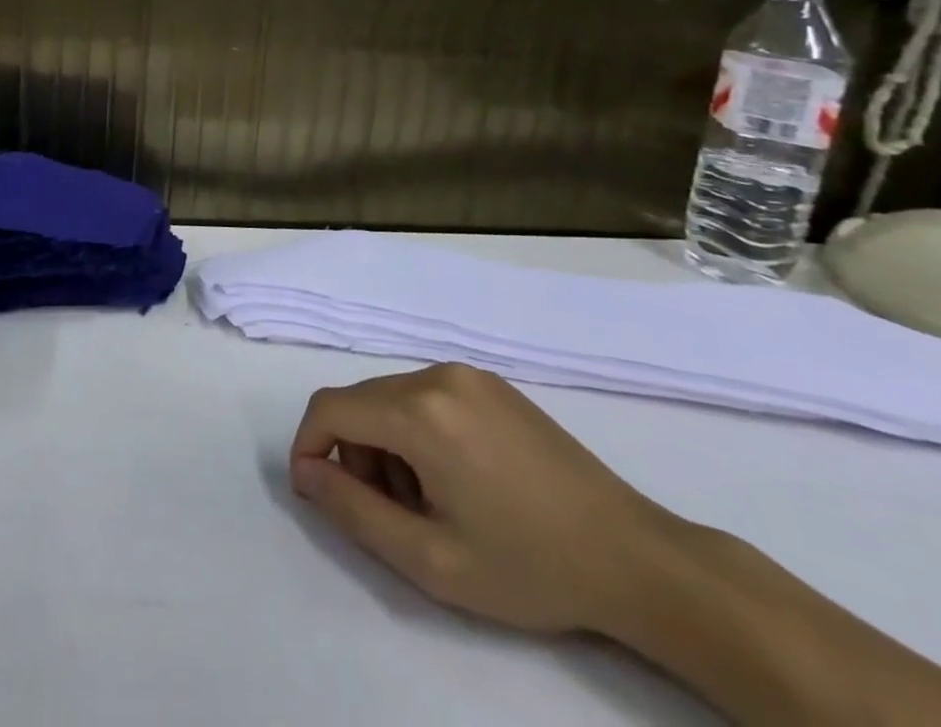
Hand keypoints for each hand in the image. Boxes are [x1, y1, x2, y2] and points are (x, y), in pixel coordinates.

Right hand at [290, 364, 684, 635]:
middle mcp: (436, 375)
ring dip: (386, 444)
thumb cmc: (529, 566)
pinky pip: (426, 395)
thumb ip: (354, 510)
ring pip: (391, 397)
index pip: (330, 408)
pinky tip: (457, 477)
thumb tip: (306, 471)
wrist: (635, 557)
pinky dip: (417, 430)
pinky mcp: (491, 383)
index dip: (308, 445)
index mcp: (419, 411)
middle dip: (354, 453)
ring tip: (430, 501)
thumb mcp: (431, 559)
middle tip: (391, 513)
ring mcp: (467, 374)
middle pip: (360, 402)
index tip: (318, 493)